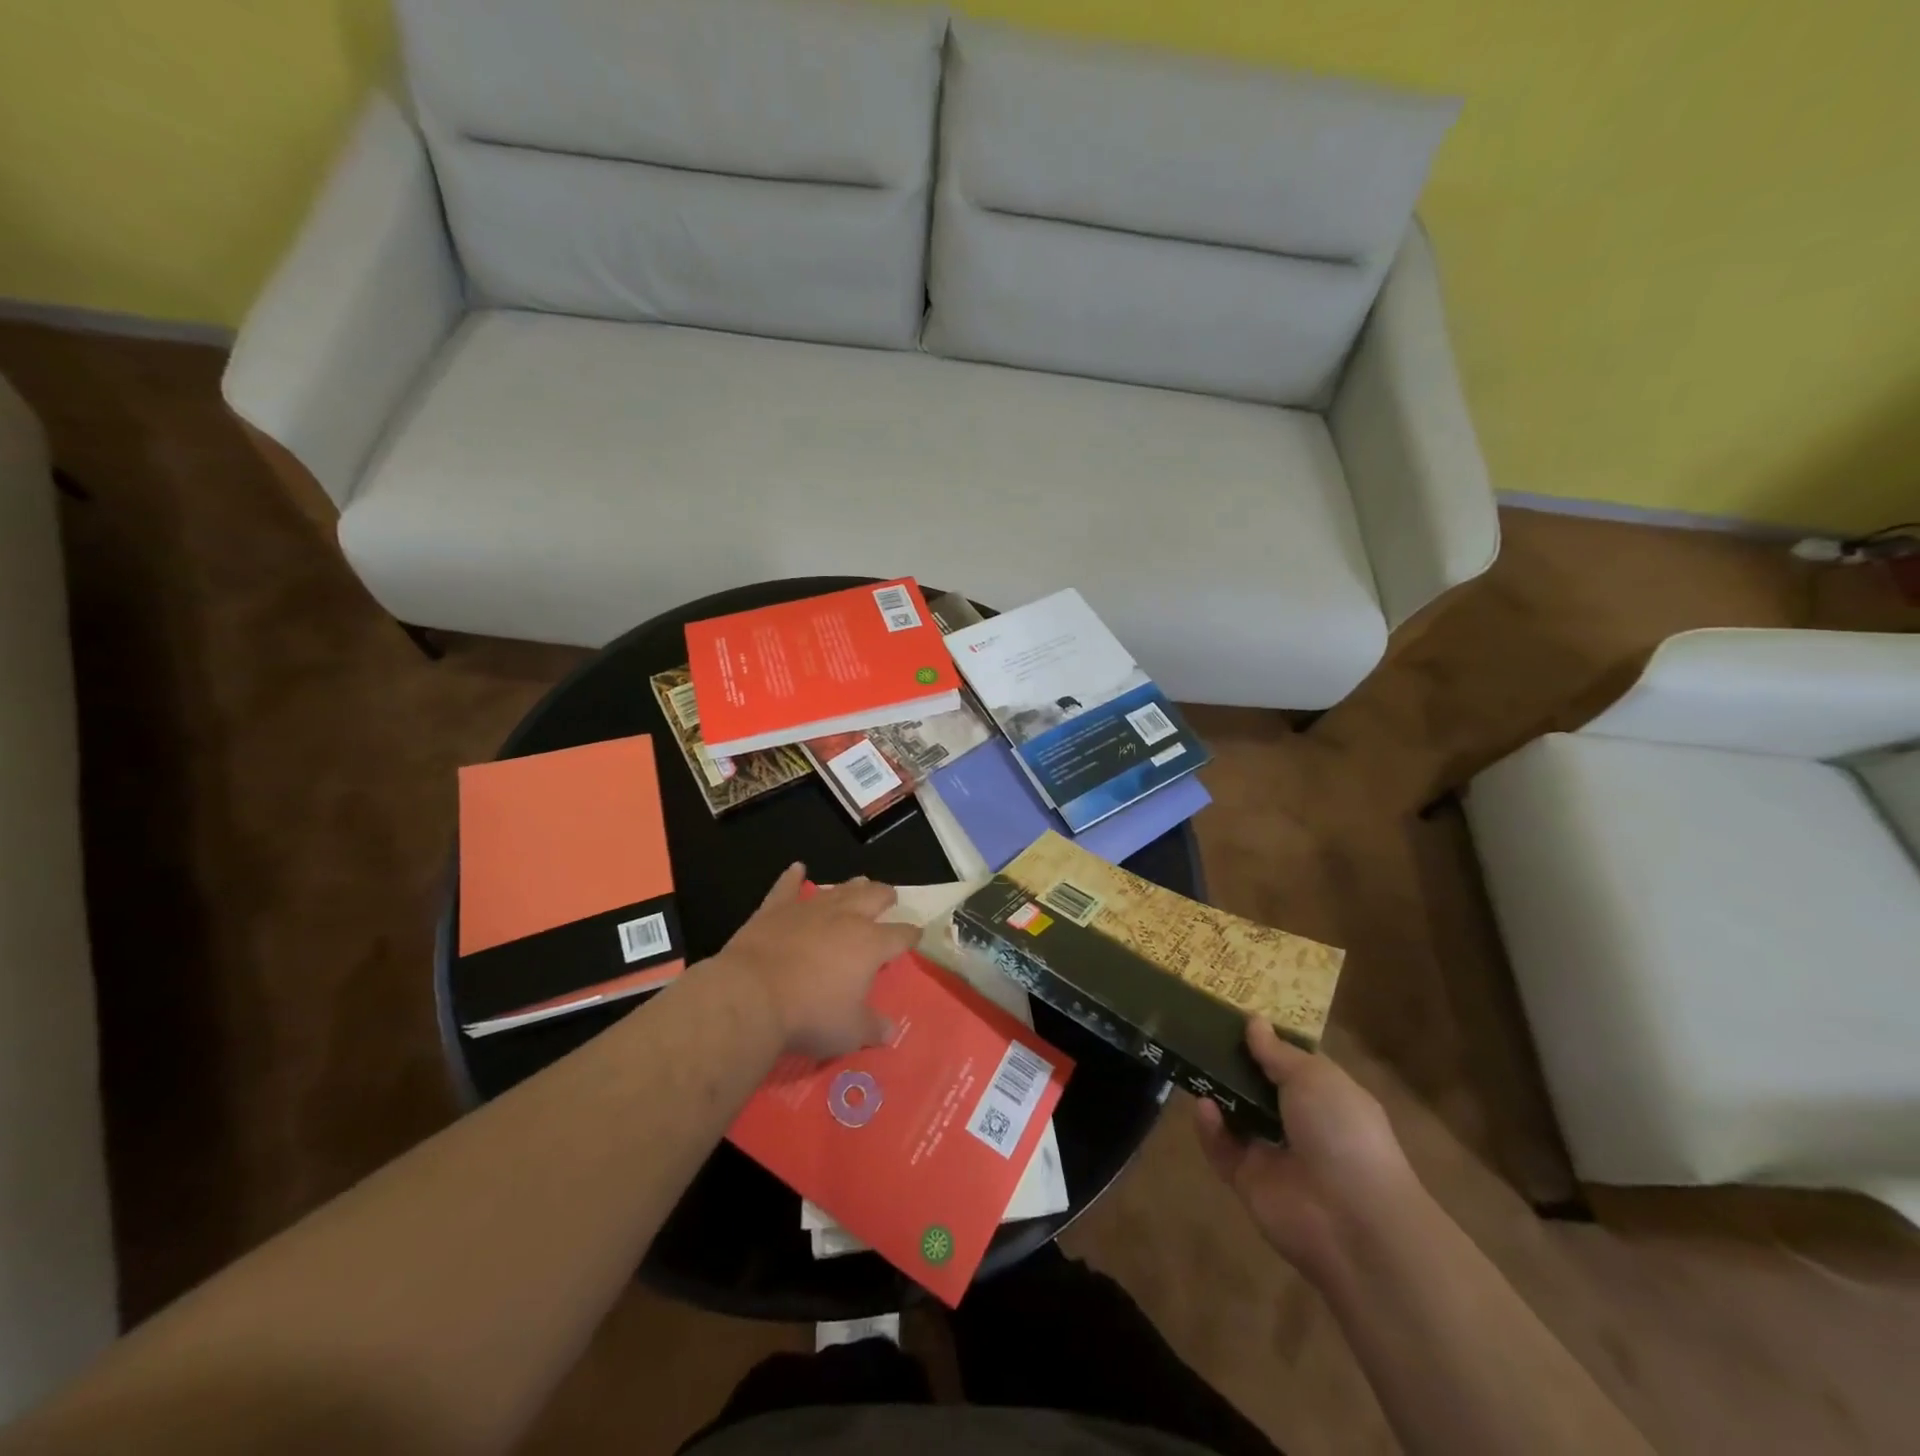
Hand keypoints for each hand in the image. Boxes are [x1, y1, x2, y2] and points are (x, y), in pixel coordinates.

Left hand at [718, 864, 920, 1058]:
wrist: (752, 995)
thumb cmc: (810, 1015)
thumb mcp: (849, 1032)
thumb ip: (873, 1028)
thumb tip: (892, 1032)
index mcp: (871, 945)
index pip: (901, 935)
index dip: (911, 935)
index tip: (916, 934)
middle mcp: (846, 918)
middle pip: (873, 897)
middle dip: (885, 896)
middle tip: (889, 897)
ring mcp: (810, 909)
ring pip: (838, 889)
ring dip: (851, 886)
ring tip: (861, 882)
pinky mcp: (776, 909)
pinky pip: (788, 887)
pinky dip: (793, 877)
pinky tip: (797, 868)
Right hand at [1194, 1019, 1419, 1272]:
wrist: (1353, 1221)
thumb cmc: (1343, 1132)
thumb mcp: (1314, 1077)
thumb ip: (1277, 1052)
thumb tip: (1254, 1022)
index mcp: (1326, 1096)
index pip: (1292, 1062)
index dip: (1268, 1040)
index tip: (1235, 1016)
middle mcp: (1301, 1123)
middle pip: (1259, 1088)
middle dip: (1234, 1064)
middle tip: (1201, 1035)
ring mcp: (1274, 1154)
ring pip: (1237, 1117)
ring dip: (1218, 1094)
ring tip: (1194, 1064)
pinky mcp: (1249, 1181)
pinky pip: (1222, 1149)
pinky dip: (1210, 1129)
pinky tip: (1204, 1107)